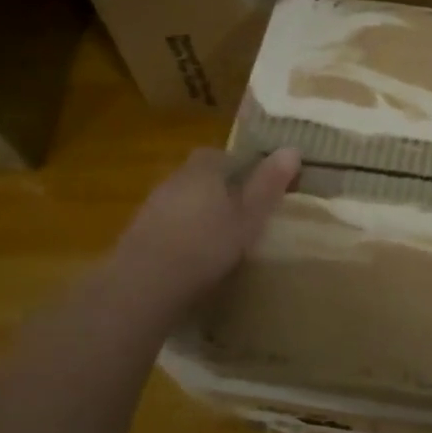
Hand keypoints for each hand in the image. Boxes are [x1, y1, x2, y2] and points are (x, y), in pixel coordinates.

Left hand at [107, 146, 300, 308]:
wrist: (145, 284)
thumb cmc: (207, 245)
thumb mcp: (250, 216)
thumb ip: (269, 184)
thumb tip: (293, 148)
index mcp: (203, 169)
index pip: (222, 154)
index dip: (240, 166)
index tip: (257, 186)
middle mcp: (174, 179)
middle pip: (200, 176)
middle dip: (219, 190)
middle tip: (243, 213)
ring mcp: (152, 207)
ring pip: (183, 201)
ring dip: (199, 212)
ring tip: (220, 237)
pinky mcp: (138, 234)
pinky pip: (168, 225)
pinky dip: (182, 233)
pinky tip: (194, 256)